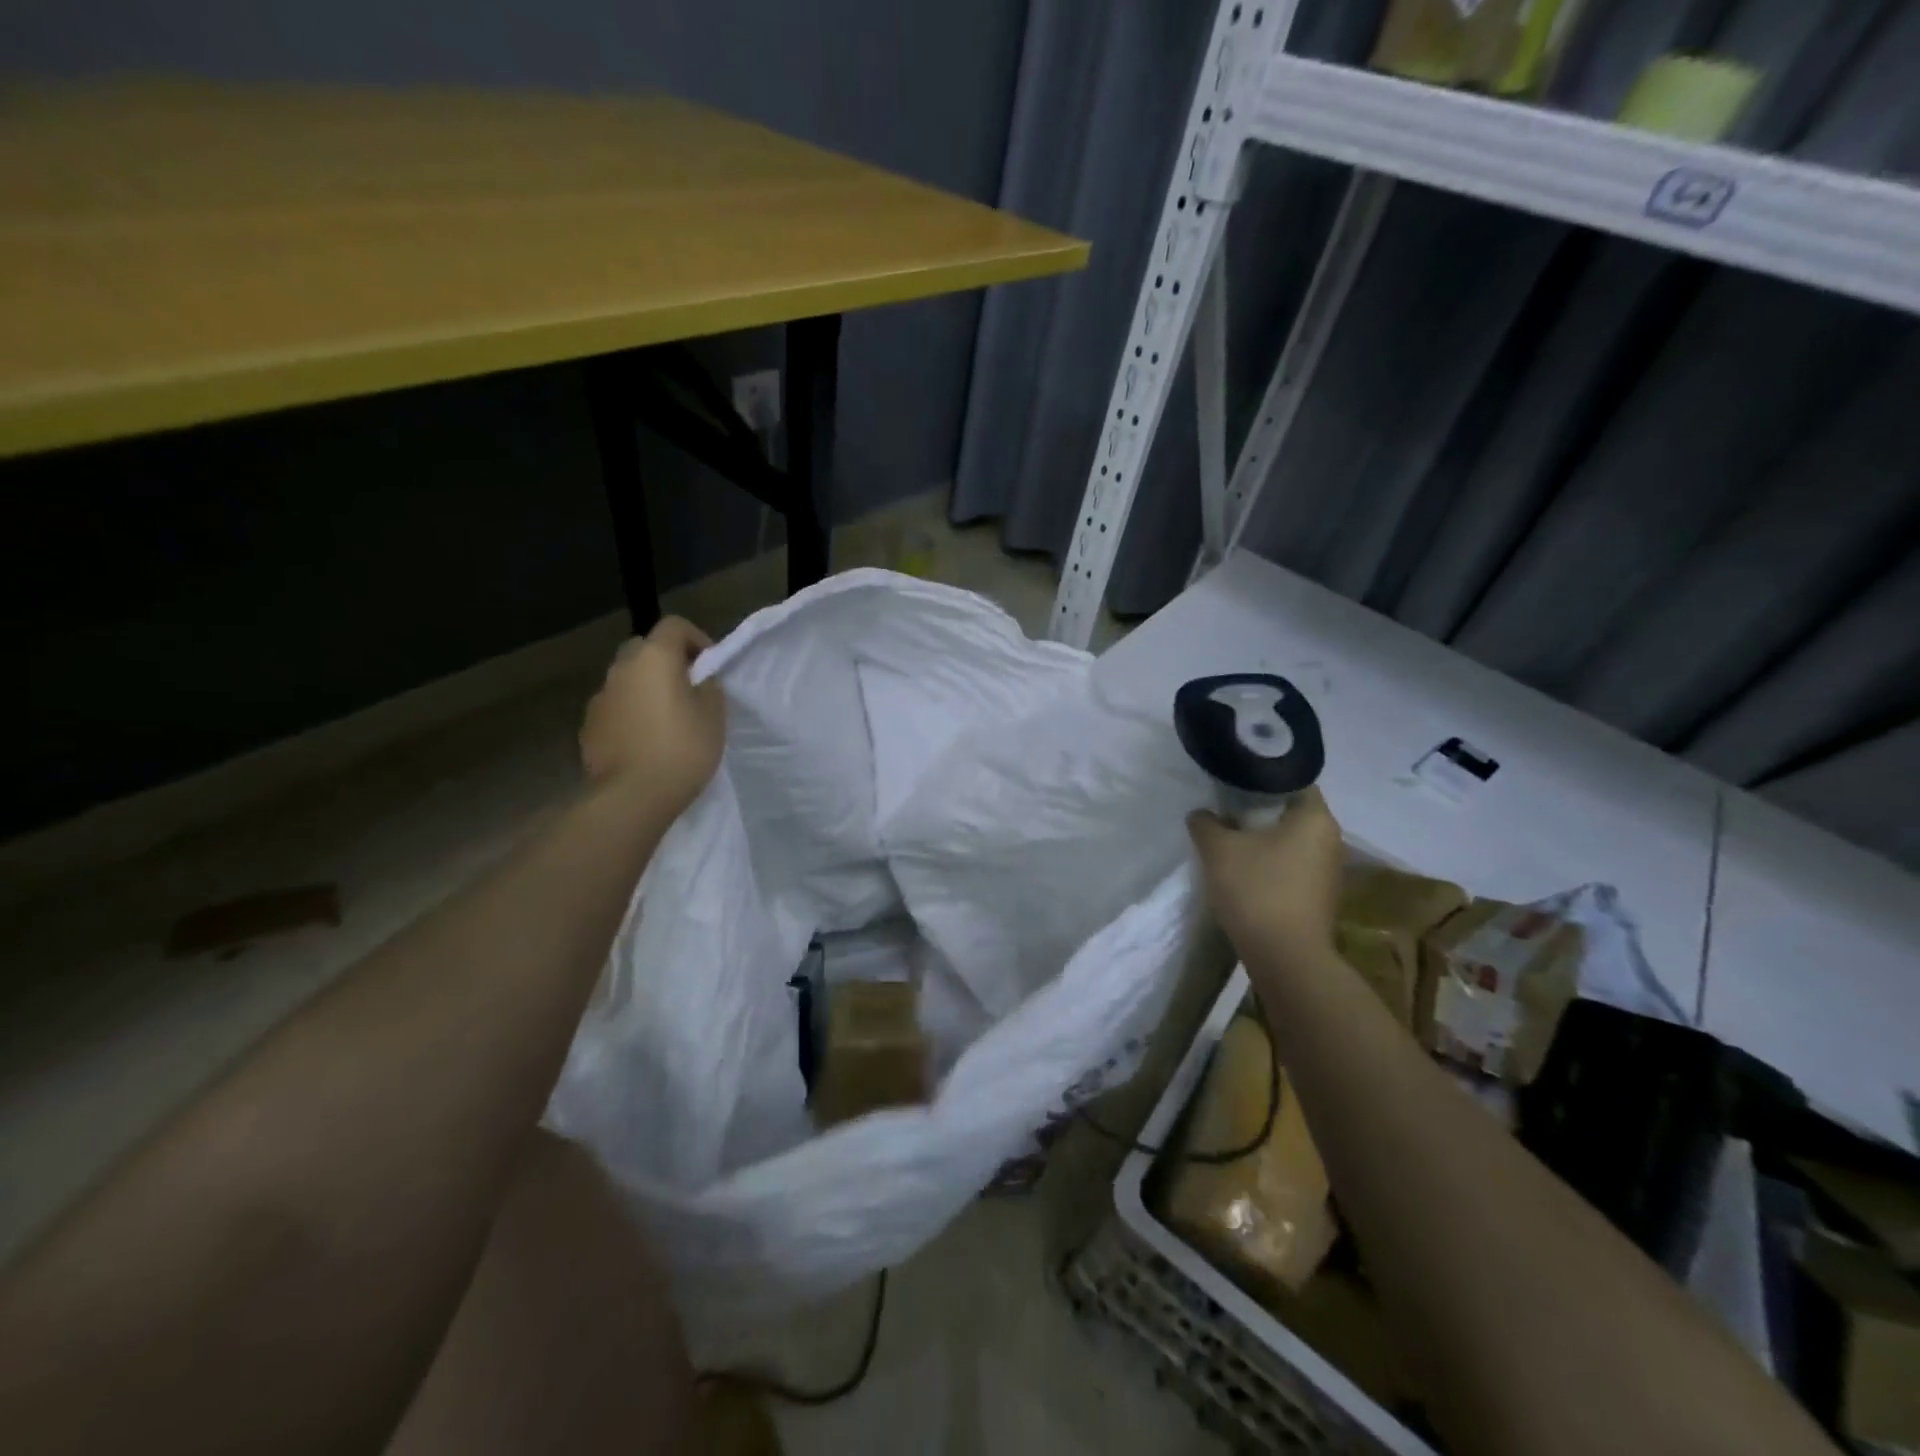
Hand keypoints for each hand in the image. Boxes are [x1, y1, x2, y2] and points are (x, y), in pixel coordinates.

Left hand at [580, 616, 725, 815]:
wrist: (632, 796)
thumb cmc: (682, 749)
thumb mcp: (714, 715)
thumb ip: (708, 687)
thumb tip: (699, 679)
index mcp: (654, 658)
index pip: (674, 625)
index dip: (696, 638)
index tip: (710, 666)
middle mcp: (621, 668)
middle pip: (644, 648)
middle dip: (666, 661)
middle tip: (687, 689)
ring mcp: (600, 697)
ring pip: (627, 678)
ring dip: (646, 687)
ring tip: (666, 719)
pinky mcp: (589, 725)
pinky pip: (615, 706)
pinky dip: (630, 713)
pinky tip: (645, 741)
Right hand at [1187, 787, 1343, 963]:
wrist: (1286, 958)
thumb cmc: (1257, 890)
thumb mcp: (1218, 850)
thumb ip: (1206, 823)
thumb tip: (1202, 815)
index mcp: (1315, 818)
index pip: (1292, 781)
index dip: (1260, 779)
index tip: (1233, 784)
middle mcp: (1331, 839)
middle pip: (1291, 812)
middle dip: (1259, 811)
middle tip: (1225, 810)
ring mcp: (1328, 871)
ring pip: (1292, 841)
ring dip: (1264, 839)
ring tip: (1230, 841)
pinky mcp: (1320, 897)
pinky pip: (1292, 866)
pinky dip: (1271, 864)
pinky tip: (1245, 872)